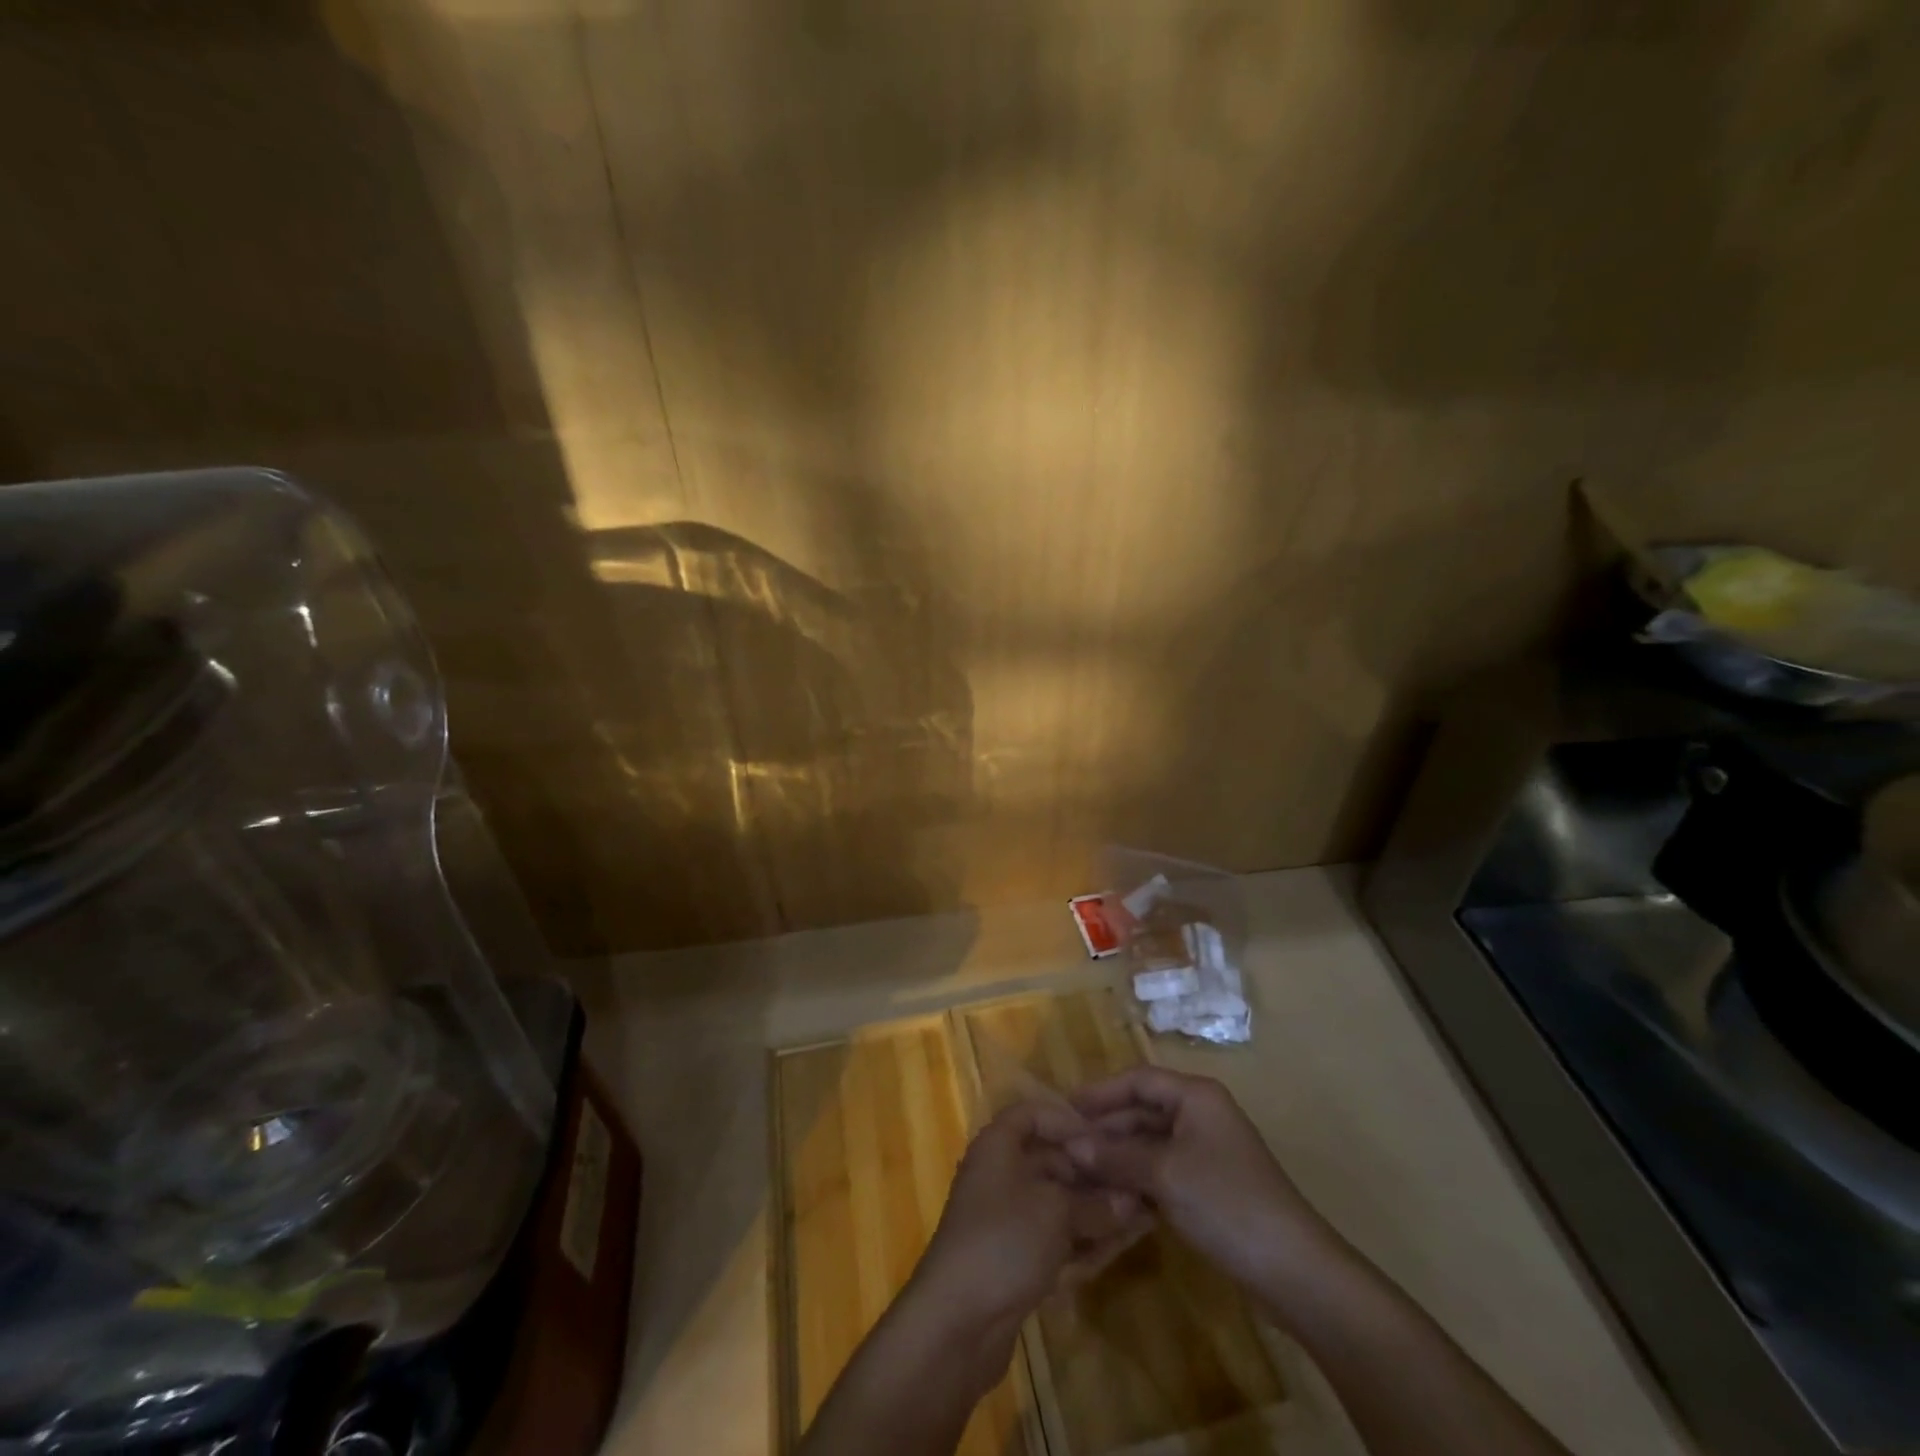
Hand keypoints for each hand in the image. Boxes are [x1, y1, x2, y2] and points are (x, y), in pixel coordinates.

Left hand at [911, 1101, 1146, 1340]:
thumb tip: (1132, 1202)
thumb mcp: (1056, 1212)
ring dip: (1096, 1211)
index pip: (1032, 1114)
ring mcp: (1007, 1221)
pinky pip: (1055, 1240)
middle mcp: (1000, 1176)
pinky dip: (1084, 1242)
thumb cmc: (1004, 1240)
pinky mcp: (1015, 1260)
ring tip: (1143, 1216)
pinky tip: (1120, 1247)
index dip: (1067, 1119)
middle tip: (1139, 1182)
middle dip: (1093, 1173)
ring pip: (1058, 1205)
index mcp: (998, 1146)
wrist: (957, 1322)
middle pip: (1051, 1161)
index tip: (1105, 1137)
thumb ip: (1095, 1204)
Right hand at [1067, 1067, 1339, 1291]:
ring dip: (1118, 1155)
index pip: (1138, 1079)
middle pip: (1143, 1110)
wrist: (1293, 1270)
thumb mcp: (1164, 1174)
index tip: (1064, 1108)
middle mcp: (1200, 1114)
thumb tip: (1070, 1146)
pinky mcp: (1208, 1185)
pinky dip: (1137, 1178)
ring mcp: (1206, 1151)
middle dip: (1105, 1127)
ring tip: (1079, 1171)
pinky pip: (1162, 1169)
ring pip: (1150, 1142)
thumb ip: (1115, 1156)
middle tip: (1065, 1146)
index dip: (1100, 1092)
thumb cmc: (1226, 1202)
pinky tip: (1111, 1195)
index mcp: (1196, 1096)